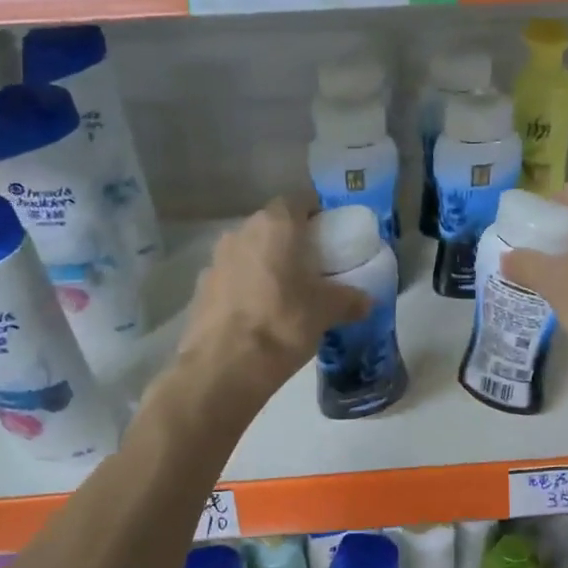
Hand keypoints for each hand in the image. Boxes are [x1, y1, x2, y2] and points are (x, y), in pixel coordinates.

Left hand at [175, 195, 370, 396]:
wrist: (224, 367)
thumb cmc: (283, 323)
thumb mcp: (327, 312)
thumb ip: (350, 300)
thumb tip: (366, 301)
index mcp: (275, 225)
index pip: (298, 201)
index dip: (316, 214)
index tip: (330, 234)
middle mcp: (240, 232)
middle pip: (271, 226)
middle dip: (291, 241)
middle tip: (313, 266)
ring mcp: (215, 260)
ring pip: (249, 252)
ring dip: (266, 265)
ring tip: (286, 293)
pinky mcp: (200, 289)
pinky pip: (232, 279)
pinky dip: (246, 289)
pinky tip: (259, 315)